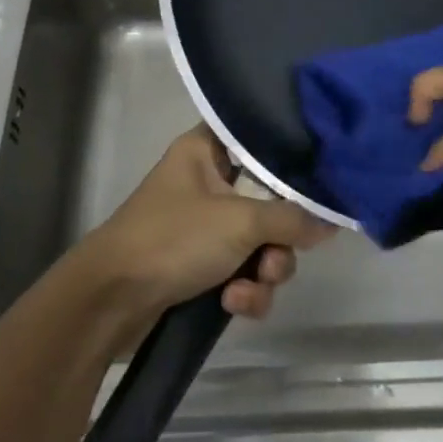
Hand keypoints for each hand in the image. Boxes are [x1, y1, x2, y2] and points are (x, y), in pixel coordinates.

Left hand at [79, 128, 335, 320]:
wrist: (110, 302)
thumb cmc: (172, 239)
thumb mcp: (239, 222)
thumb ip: (292, 219)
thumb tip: (332, 222)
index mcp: (206, 152)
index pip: (256, 135)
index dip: (288, 152)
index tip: (318, 172)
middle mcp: (207, 184)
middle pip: (269, 202)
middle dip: (279, 241)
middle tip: (273, 259)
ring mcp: (204, 230)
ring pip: (260, 246)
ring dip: (265, 273)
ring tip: (247, 289)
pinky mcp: (200, 270)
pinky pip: (242, 275)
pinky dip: (244, 293)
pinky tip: (231, 305)